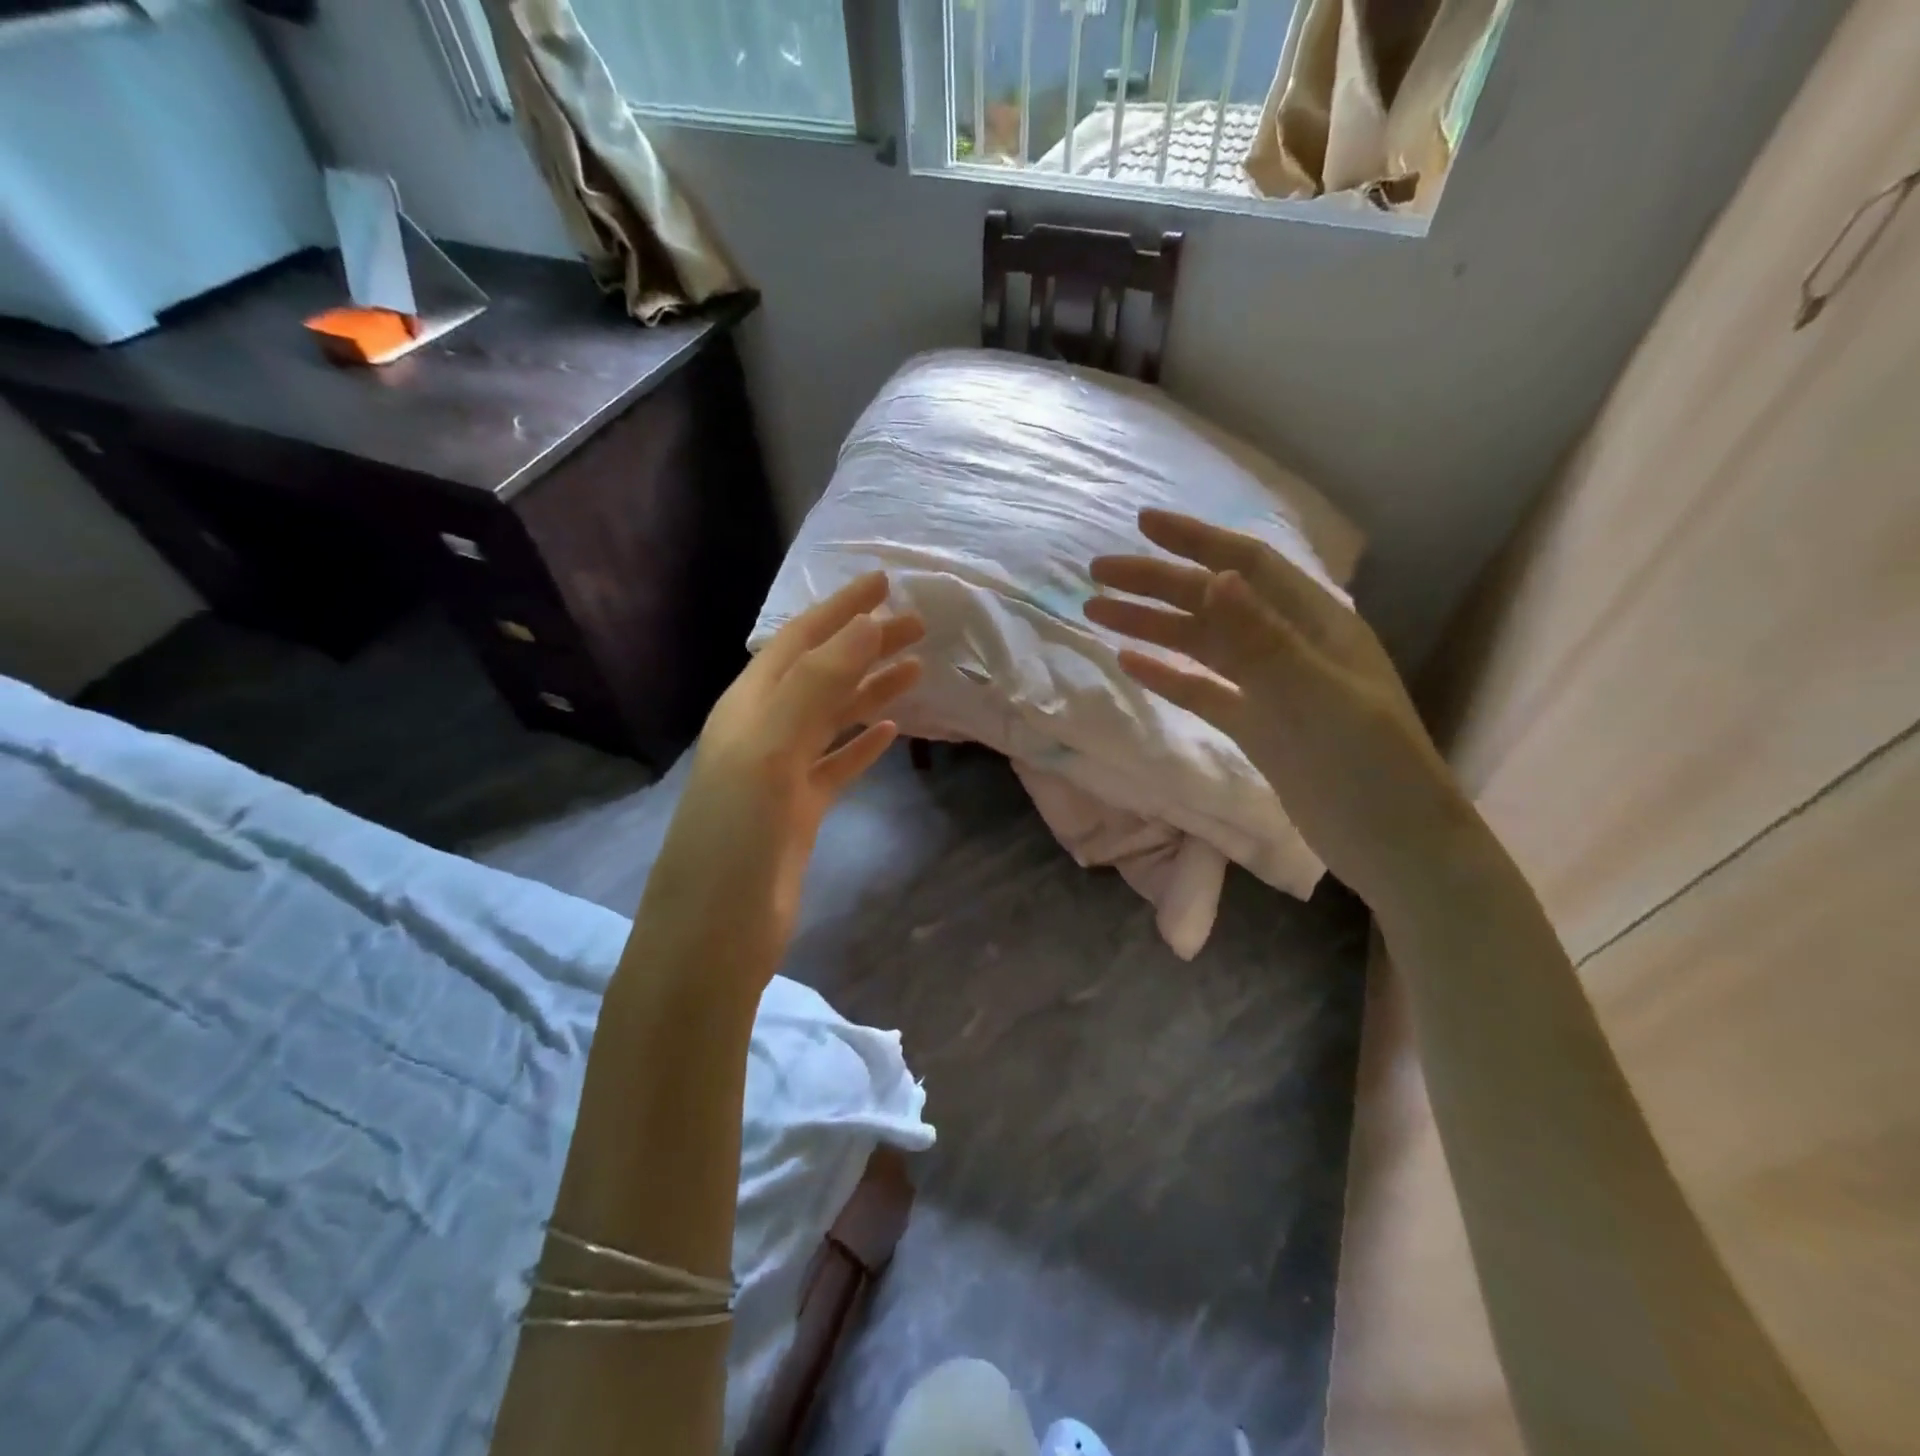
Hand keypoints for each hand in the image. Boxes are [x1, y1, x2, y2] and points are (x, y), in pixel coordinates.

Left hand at [642, 573, 923, 994]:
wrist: (714, 933)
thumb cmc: (735, 837)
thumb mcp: (770, 750)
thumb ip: (816, 686)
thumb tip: (867, 626)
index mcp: (749, 707)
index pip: (800, 641)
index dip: (841, 609)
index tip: (885, 583)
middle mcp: (763, 731)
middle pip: (823, 673)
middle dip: (866, 645)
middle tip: (919, 625)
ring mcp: (781, 773)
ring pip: (834, 717)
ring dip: (871, 689)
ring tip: (917, 668)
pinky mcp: (799, 811)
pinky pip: (837, 763)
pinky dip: (863, 744)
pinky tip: (892, 732)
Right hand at [1086, 509, 1469, 914]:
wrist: (1391, 843)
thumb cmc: (1369, 764)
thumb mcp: (1317, 696)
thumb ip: (1262, 639)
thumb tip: (1217, 577)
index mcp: (1316, 623)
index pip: (1248, 566)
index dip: (1196, 541)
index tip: (1144, 524)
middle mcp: (1290, 645)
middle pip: (1213, 602)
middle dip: (1157, 583)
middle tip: (1099, 572)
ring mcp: (1270, 687)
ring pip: (1201, 645)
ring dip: (1152, 626)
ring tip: (1096, 612)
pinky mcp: (1255, 725)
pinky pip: (1202, 690)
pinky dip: (1167, 674)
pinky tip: (1130, 662)